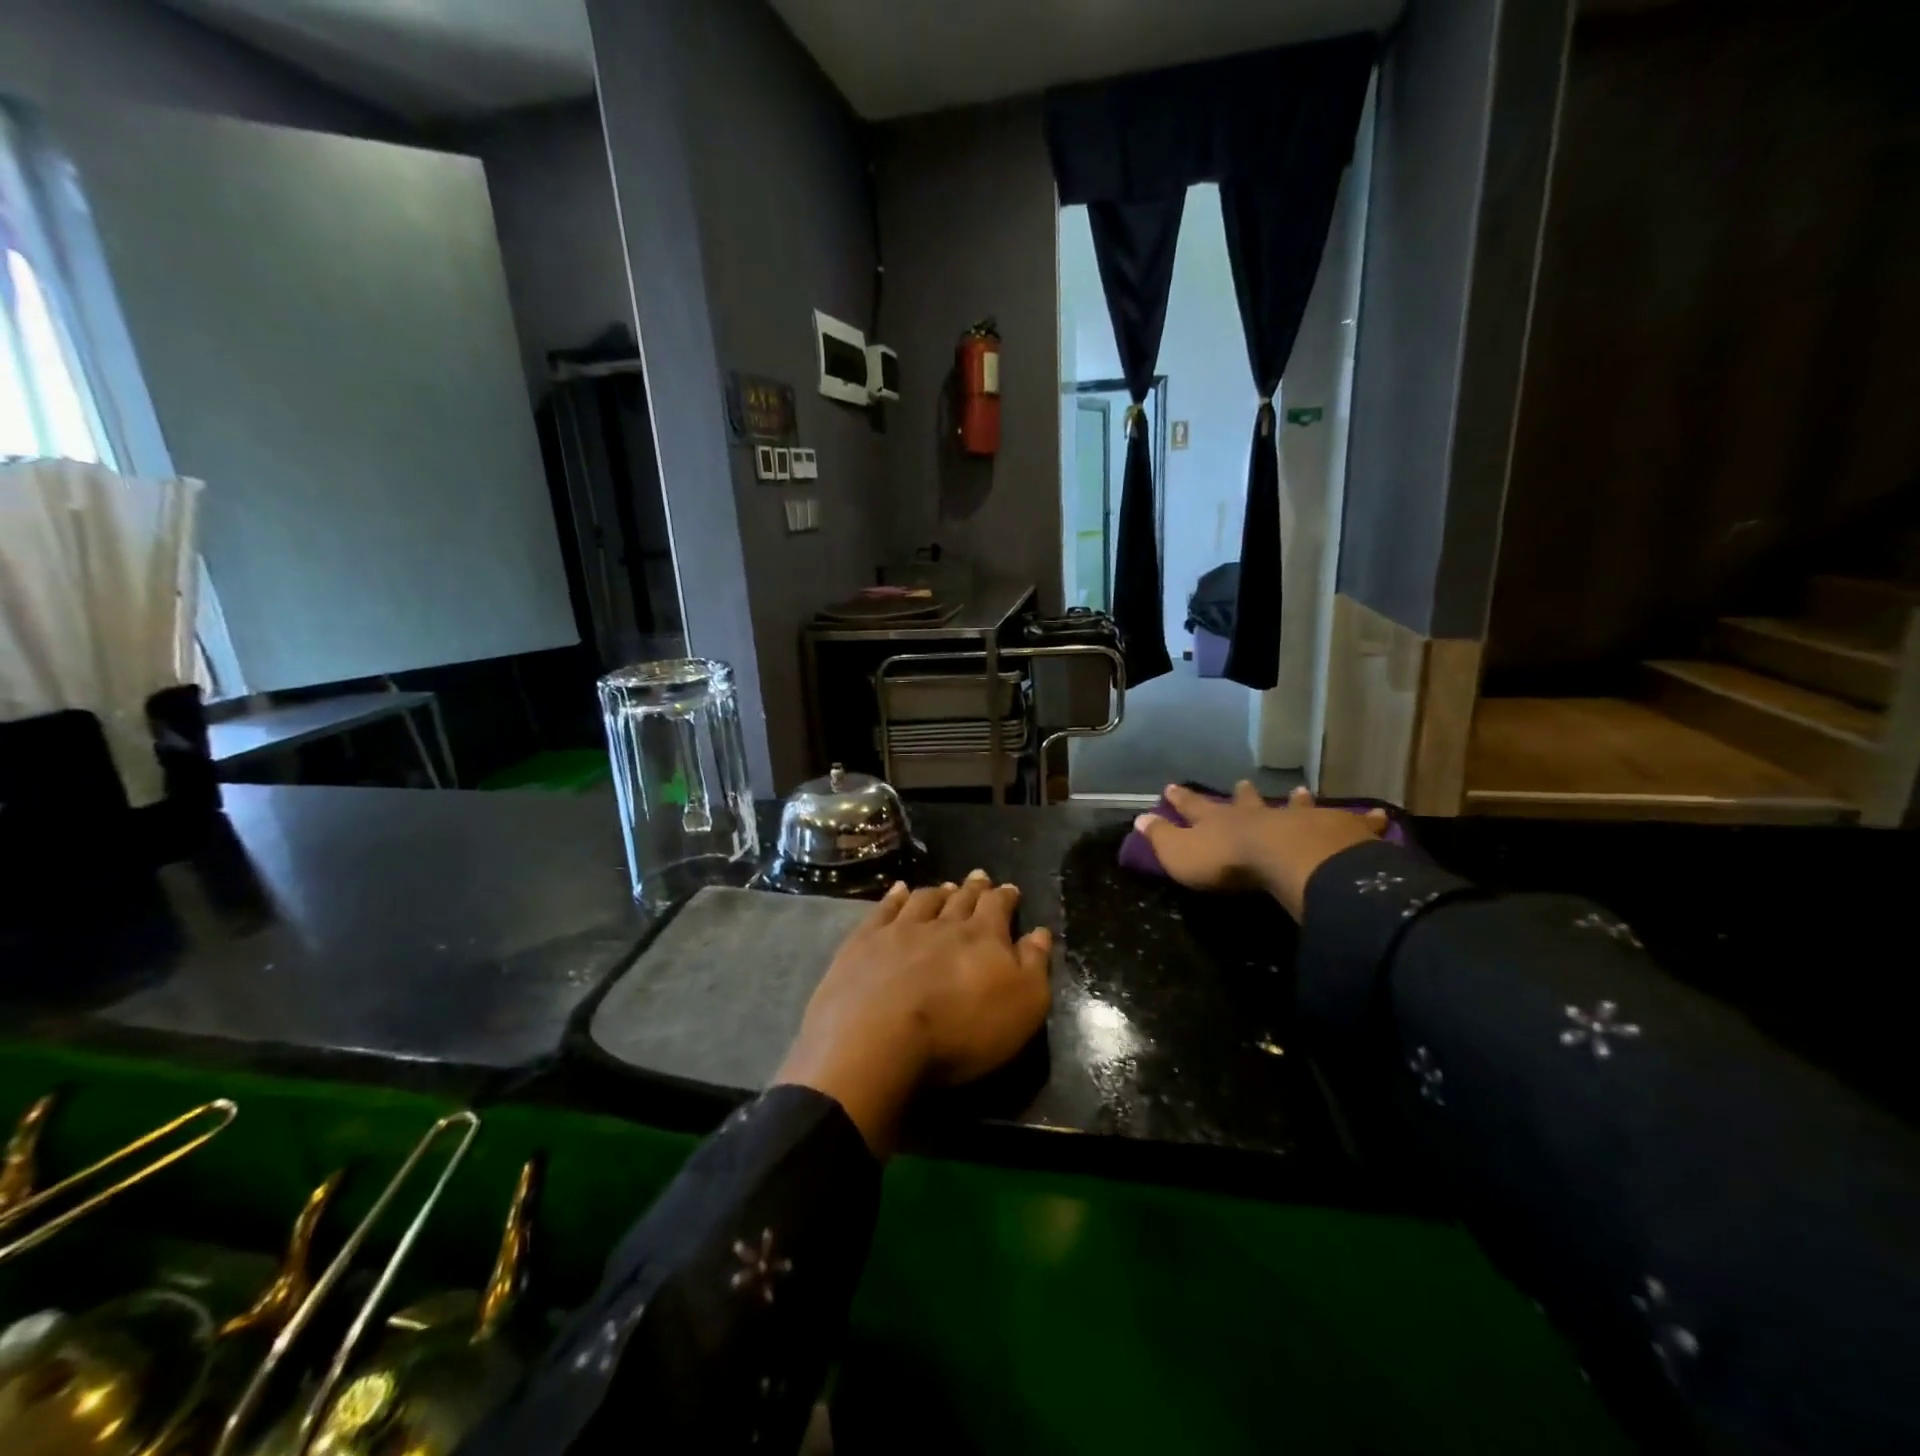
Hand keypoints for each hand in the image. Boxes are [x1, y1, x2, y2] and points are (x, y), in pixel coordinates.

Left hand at [774, 872, 1052, 1153]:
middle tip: (980, 877)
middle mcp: (943, 924)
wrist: (878, 1039)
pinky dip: (895, 897)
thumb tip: (1040, 932)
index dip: (1005, 897)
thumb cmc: (961, 1031)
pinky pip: (884, 909)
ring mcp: (900, 929)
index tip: (1009, 889)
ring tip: (946, 886)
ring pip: (925, 900)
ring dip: (939, 891)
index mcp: (983, 937)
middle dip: (974, 888)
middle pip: (962, 899)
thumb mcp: (1022, 1007)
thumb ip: (1034, 966)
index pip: (998, 907)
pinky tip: (899, 891)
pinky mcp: (865, 942)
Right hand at [1133, 783, 1390, 920]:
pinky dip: (1364, 819)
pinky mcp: (1335, 830)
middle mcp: (1258, 814)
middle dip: (1240, 794)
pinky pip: (1353, 823)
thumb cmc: (1229, 863)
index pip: (1194, 806)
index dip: (1181, 799)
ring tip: (1298, 790)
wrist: (1288, 861)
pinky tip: (1379, 815)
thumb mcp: (1181, 855)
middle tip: (1241, 782)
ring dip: (1295, 799)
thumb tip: (1138, 818)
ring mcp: (1298, 818)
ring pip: (1296, 805)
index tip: (1170, 787)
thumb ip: (1161, 837)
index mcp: (1220, 820)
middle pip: (1246, 801)